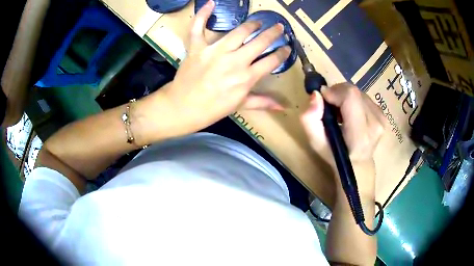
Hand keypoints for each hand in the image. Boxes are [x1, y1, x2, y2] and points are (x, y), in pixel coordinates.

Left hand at [162, 0, 290, 132]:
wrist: (183, 108)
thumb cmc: (212, 109)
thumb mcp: (240, 106)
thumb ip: (263, 102)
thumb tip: (283, 107)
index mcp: (246, 78)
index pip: (272, 61)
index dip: (282, 53)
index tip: (286, 47)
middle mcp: (234, 61)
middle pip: (260, 42)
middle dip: (273, 33)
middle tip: (279, 27)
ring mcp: (215, 52)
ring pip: (238, 32)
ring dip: (251, 24)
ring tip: (257, 22)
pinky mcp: (197, 47)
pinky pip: (198, 27)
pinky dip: (203, 14)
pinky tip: (210, 3)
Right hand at [300, 83, 385, 196]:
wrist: (357, 164)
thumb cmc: (334, 154)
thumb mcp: (315, 142)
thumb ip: (310, 119)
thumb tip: (316, 94)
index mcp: (359, 134)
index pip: (351, 97)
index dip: (335, 91)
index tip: (324, 99)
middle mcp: (375, 124)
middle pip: (354, 92)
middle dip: (338, 93)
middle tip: (331, 107)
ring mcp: (381, 119)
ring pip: (358, 92)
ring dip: (345, 97)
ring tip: (341, 113)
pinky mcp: (383, 114)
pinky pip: (364, 97)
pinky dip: (353, 100)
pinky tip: (350, 113)